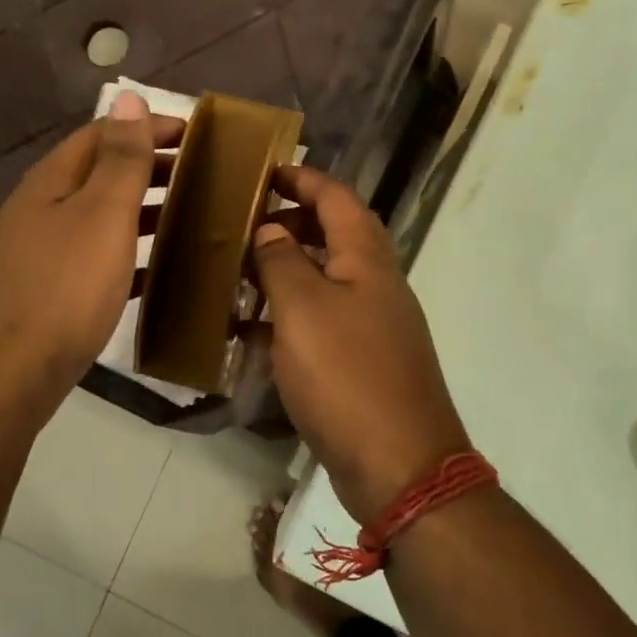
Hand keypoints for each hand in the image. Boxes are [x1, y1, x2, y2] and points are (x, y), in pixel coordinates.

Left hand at [0, 91, 181, 422]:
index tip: (196, 135)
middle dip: (149, 169)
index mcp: (50, 183)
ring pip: (98, 220)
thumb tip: (126, 95)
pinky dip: (129, 257)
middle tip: (202, 177)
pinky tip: (158, 273)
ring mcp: (39, 255)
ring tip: (190, 219)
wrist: (6, 377)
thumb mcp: (100, 216)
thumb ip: (119, 160)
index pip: (101, 135)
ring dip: (142, 213)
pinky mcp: (46, 295)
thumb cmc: (62, 291)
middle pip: (98, 175)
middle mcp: (39, 212)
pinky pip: (95, 261)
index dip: (146, 127)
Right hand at [251, 166, 470, 522]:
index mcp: (368, 261)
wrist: (399, 465)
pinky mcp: (362, 364)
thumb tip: (269, 231)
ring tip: (238, 275)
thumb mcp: (303, 309)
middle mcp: (376, 286)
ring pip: (325, 282)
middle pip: (335, 237)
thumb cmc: (347, 376)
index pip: (338, 198)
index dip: (303, 179)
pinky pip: (321, 323)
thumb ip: (282, 262)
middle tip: (243, 226)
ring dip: (286, 272)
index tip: (264, 171)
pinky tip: (253, 332)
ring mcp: (373, 327)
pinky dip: (289, 318)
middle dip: (291, 224)